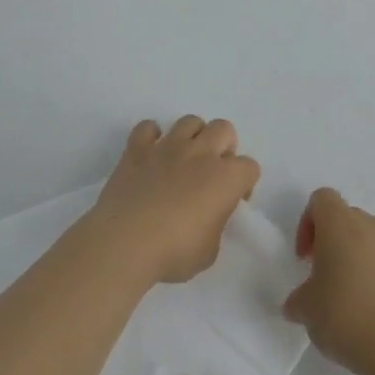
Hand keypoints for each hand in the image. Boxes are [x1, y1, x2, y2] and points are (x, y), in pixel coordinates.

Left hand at [82, 117, 260, 286]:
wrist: (125, 243)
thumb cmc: (173, 252)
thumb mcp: (209, 251)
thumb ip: (215, 225)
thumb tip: (207, 217)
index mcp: (225, 178)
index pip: (250, 167)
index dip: (244, 184)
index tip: (233, 201)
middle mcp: (200, 153)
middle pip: (224, 129)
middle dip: (224, 146)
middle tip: (213, 172)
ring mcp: (167, 147)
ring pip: (190, 121)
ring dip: (192, 136)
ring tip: (184, 160)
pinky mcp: (137, 149)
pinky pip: (147, 128)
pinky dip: (151, 137)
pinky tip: (150, 155)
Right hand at [283, 188, 374, 373]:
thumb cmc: (342, 315)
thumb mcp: (305, 309)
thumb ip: (299, 299)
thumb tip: (297, 304)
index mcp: (338, 224)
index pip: (322, 199)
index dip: (309, 223)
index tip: (306, 257)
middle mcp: (371, 224)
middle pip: (350, 216)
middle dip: (338, 239)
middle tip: (329, 275)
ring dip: (368, 249)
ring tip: (361, 284)